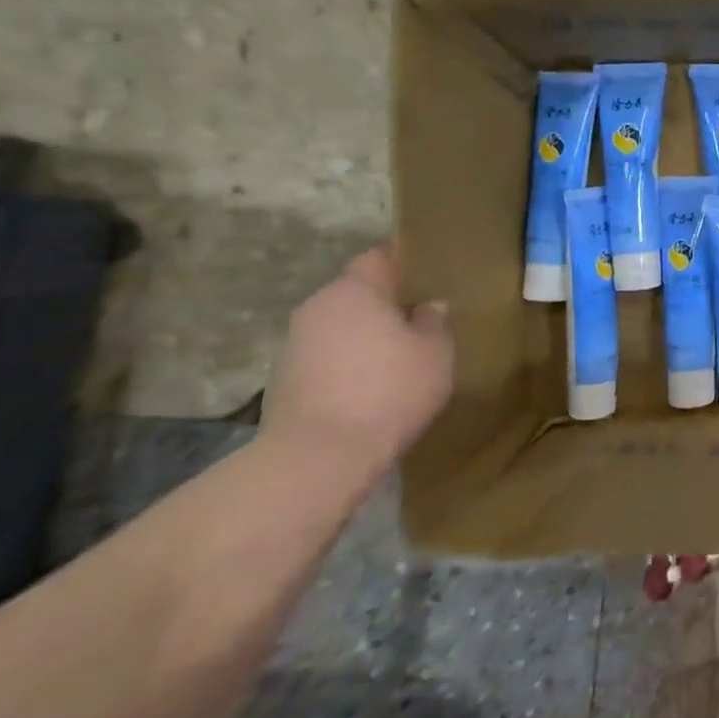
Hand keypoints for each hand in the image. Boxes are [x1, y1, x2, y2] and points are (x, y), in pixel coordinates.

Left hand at [260, 244, 453, 486]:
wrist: (317, 459)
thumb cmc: (388, 390)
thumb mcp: (435, 352)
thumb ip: (434, 322)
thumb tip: (427, 307)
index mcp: (354, 290)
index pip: (379, 258)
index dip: (404, 262)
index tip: (428, 274)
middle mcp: (317, 308)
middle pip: (356, 293)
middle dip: (385, 303)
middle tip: (421, 318)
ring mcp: (293, 346)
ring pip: (340, 327)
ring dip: (365, 337)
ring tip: (399, 357)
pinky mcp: (283, 383)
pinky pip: (326, 359)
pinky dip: (348, 365)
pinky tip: (372, 387)